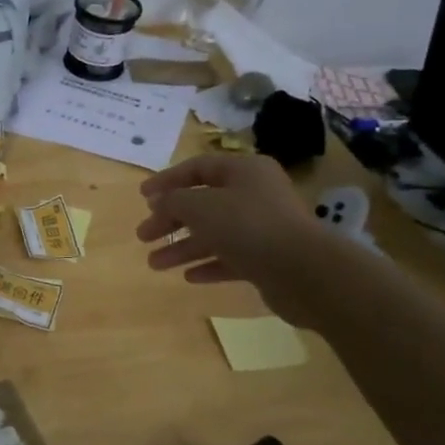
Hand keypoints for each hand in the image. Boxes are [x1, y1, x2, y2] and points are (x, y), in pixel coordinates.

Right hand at [136, 154, 330, 312]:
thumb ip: (173, 201)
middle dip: (170, 220)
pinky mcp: (268, 259)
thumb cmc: (247, 226)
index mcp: (244, 171)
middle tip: (143, 236)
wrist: (303, 271)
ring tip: (154, 264)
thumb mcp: (199, 206)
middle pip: (203, 203)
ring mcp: (263, 228)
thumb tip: (160, 203)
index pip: (198, 168)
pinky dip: (208, 264)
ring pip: (214, 233)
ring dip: (182, 247)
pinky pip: (230, 258)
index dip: (167, 180)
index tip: (142, 196)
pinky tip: (187, 277)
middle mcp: (255, 195)